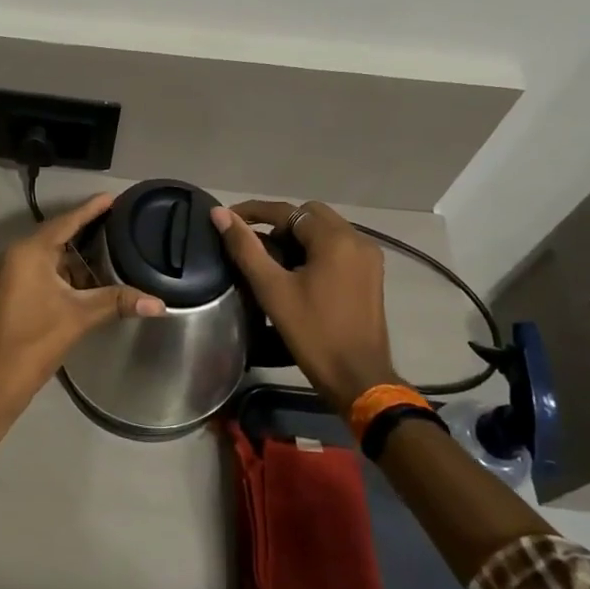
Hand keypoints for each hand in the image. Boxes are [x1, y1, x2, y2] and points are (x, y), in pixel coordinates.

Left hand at [0, 194, 165, 417]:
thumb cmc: (35, 340)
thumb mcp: (80, 316)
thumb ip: (119, 302)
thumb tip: (160, 304)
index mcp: (29, 252)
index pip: (66, 221)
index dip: (91, 209)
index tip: (113, 197)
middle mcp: (17, 255)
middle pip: (58, 235)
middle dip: (88, 232)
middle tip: (120, 223)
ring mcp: (13, 274)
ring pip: (52, 256)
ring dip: (78, 257)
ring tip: (112, 250)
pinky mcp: (14, 292)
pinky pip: (44, 271)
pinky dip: (67, 273)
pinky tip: (90, 280)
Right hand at [211, 199, 398, 416]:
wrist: (358, 378)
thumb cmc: (313, 333)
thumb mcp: (272, 289)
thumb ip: (245, 247)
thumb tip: (219, 214)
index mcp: (335, 239)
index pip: (288, 211)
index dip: (254, 211)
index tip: (226, 219)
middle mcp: (357, 239)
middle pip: (309, 215)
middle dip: (277, 223)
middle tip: (251, 243)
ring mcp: (368, 258)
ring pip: (324, 231)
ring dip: (295, 237)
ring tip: (268, 258)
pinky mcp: (370, 275)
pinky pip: (337, 247)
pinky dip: (313, 250)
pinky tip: (294, 272)